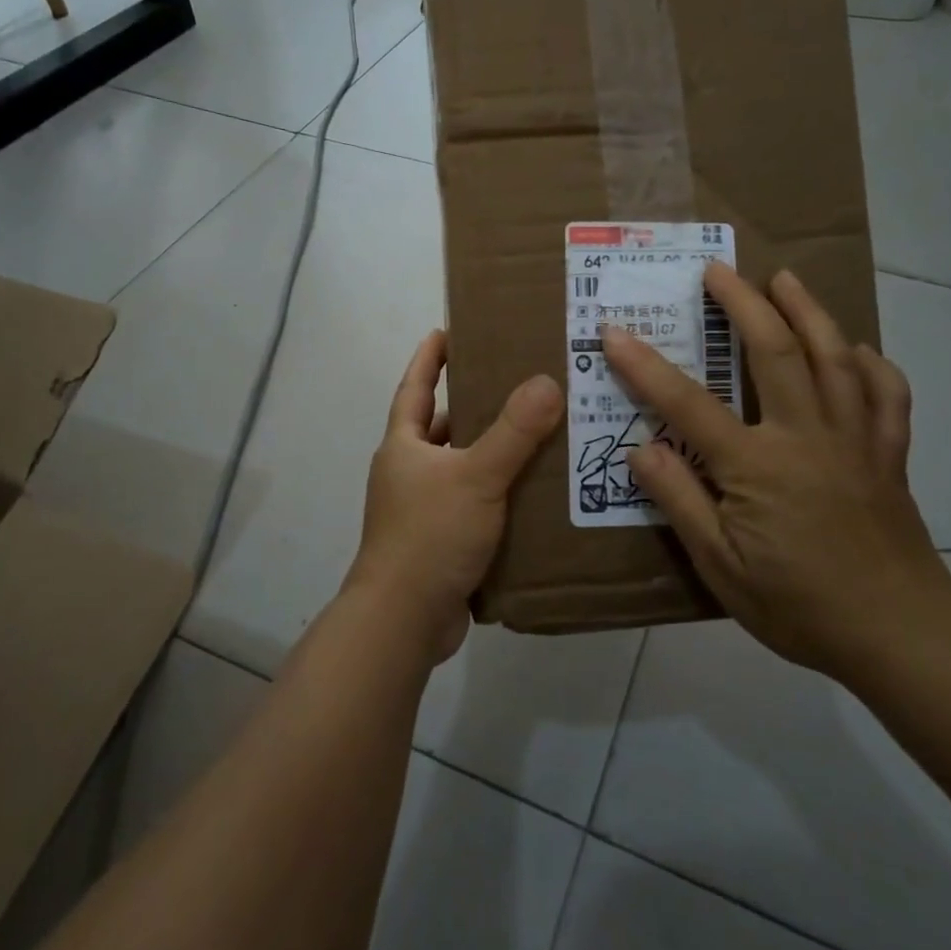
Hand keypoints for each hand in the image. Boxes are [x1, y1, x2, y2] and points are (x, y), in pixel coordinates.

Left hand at [350, 330, 562, 662]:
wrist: (404, 620)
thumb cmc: (430, 535)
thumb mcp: (476, 476)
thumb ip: (513, 431)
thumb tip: (546, 381)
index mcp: (404, 446)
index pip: (415, 387)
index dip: (429, 358)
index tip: (447, 329)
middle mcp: (408, 472)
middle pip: (441, 427)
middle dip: (473, 404)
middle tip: (517, 382)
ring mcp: (422, 510)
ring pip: (461, 468)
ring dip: (491, 453)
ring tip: (537, 434)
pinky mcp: (440, 542)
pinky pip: (474, 504)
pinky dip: (498, 493)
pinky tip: (533, 492)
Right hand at [601, 263, 950, 680]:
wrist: (900, 635)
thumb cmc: (799, 605)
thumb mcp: (721, 567)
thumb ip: (680, 502)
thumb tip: (642, 448)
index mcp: (757, 465)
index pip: (687, 403)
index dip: (645, 365)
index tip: (615, 331)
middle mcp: (806, 435)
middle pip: (773, 352)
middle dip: (742, 304)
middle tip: (718, 269)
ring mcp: (854, 439)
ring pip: (833, 357)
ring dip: (807, 311)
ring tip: (786, 279)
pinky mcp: (888, 454)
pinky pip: (886, 395)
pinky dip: (873, 364)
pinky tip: (858, 350)